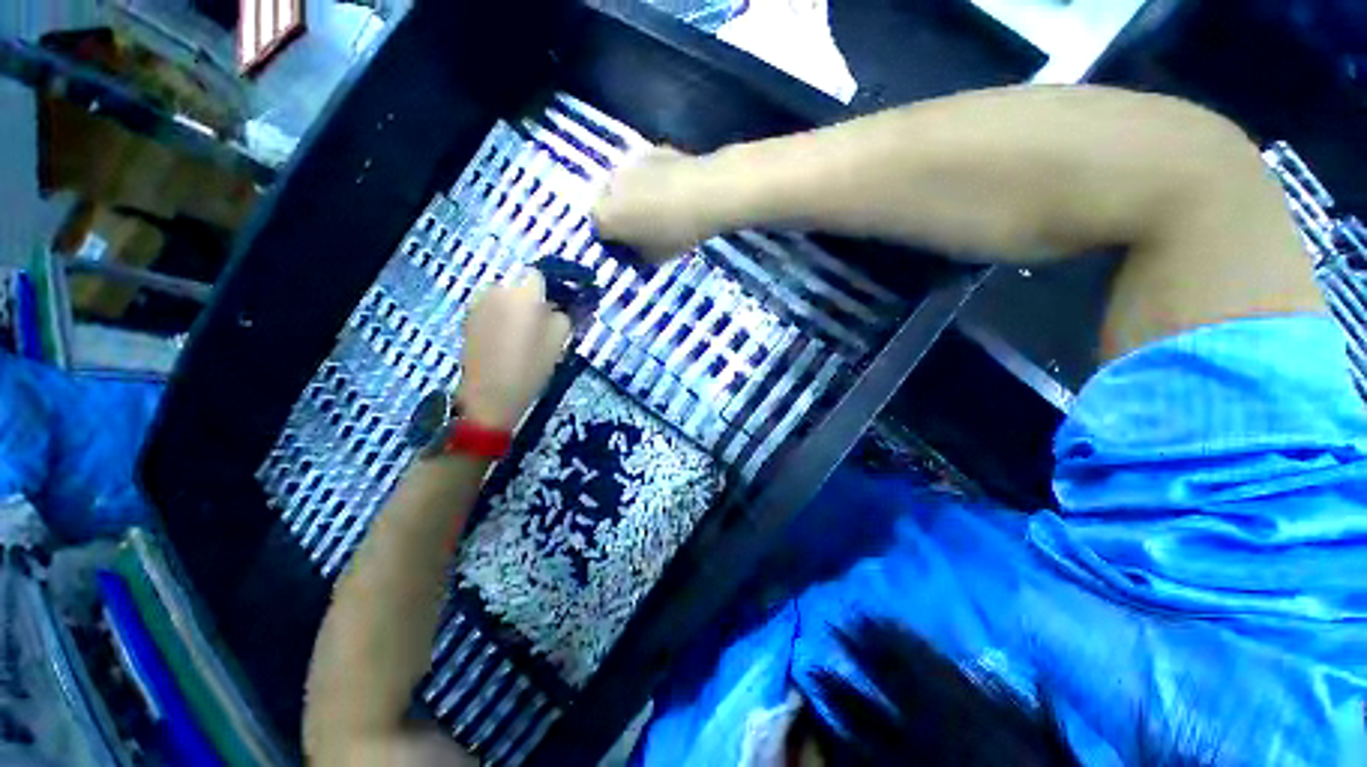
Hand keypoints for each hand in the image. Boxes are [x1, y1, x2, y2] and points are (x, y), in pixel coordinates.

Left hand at [456, 271, 571, 430]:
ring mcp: (478, 303)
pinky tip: (503, 338)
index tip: (555, 306)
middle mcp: (498, 291)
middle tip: (539, 323)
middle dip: (530, 298)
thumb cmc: (530, 368)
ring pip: (503, 295)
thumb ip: (562, 316)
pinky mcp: (467, 317)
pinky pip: (490, 306)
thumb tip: (558, 306)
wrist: (489, 396)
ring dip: (513, 306)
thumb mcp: (559, 343)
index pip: (538, 275)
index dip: (548, 289)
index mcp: (524, 295)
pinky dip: (499, 315)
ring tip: (519, 333)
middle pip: (519, 285)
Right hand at [592, 148, 714, 263]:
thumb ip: (636, 254)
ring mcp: (627, 164)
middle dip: (621, 215)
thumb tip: (634, 248)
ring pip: (625, 185)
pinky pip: (644, 171)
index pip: (600, 231)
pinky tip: (671, 190)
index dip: (614, 241)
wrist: (705, 194)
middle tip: (642, 227)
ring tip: (658, 207)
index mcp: (605, 215)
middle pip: (609, 203)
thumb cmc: (675, 233)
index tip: (630, 247)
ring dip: (634, 195)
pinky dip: (652, 180)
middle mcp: (608, 187)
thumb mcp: (653, 257)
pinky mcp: (649, 149)